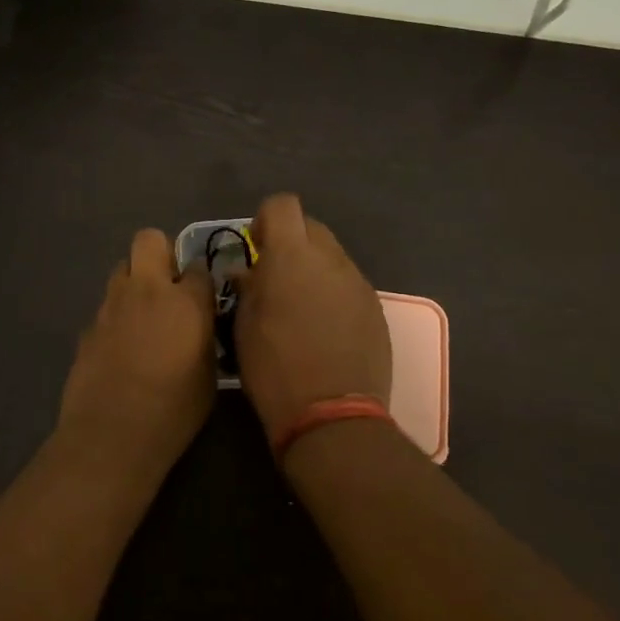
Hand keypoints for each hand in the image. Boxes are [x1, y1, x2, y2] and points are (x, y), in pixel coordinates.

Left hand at [55, 229, 216, 481]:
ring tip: (142, 316)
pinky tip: (120, 347)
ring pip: (121, 269)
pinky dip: (116, 316)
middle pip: (149, 240)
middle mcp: (146, 290)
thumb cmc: (174, 411)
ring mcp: (111, 304)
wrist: (112, 433)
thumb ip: (204, 337)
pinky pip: (106, 306)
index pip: (199, 267)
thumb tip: (199, 325)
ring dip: (134, 282)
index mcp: (186, 302)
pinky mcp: (88, 325)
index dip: (201, 281)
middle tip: (168, 286)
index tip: (202, 299)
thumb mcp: (208, 375)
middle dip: (160, 253)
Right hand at [235, 194, 391, 450]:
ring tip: (300, 308)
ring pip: (332, 257)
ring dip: (313, 270)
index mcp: (291, 256)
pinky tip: (324, 329)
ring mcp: (358, 283)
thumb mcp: (243, 326)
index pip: (282, 205)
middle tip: (275, 278)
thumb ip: (248, 287)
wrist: (332, 415)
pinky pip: (348, 286)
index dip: (266, 220)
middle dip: (291, 242)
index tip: (256, 248)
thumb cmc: (274, 367)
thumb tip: (249, 272)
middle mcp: (330, 259)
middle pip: (311, 227)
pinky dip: (333, 294)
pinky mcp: (376, 309)